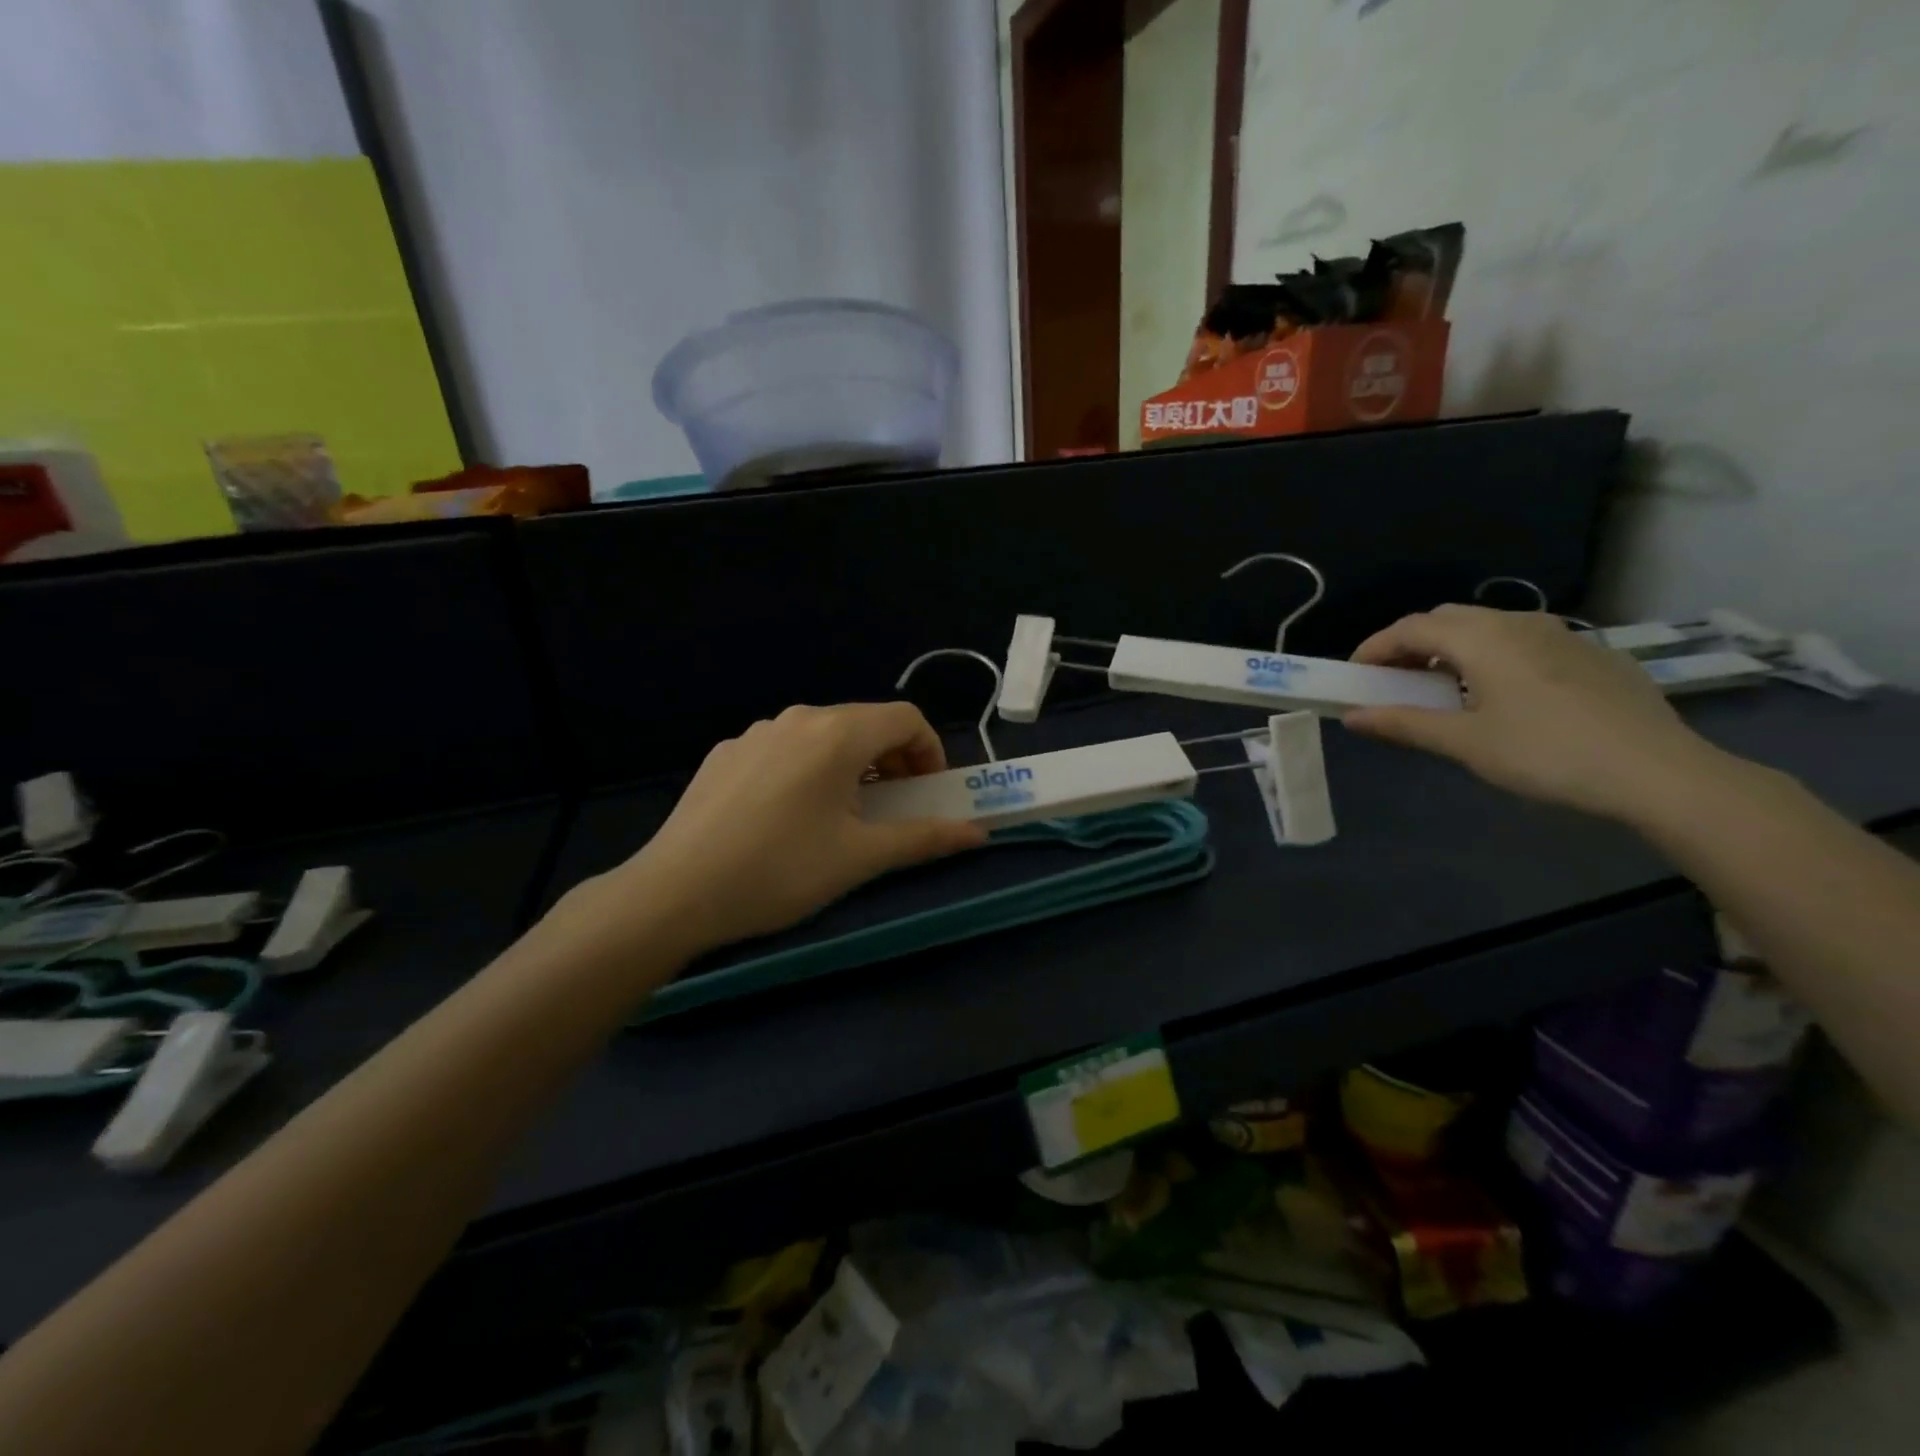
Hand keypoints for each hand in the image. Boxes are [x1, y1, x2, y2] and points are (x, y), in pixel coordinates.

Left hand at [574, 703, 986, 957]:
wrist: (675, 892)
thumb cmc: (781, 870)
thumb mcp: (861, 857)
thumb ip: (925, 837)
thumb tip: (980, 833)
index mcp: (837, 733)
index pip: (906, 718)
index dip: (931, 751)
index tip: (930, 793)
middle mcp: (798, 718)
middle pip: (865, 723)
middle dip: (893, 760)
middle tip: (894, 807)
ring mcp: (755, 733)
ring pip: (823, 736)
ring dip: (851, 765)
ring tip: (843, 814)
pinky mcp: (726, 753)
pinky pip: (785, 749)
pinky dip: (808, 769)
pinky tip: (789, 816)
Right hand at [1343, 605, 1729, 822]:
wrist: (1659, 772)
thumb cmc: (1546, 754)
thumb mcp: (1465, 743)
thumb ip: (1404, 724)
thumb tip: (1351, 717)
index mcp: (1483, 638)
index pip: (1411, 628)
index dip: (1374, 648)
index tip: (1353, 675)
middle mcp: (1519, 623)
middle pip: (1448, 619)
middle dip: (1411, 644)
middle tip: (1393, 680)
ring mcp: (1562, 635)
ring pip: (1489, 627)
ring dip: (1452, 648)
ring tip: (1442, 687)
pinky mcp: (1592, 654)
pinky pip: (1524, 641)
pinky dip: (1492, 656)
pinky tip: (1501, 694)